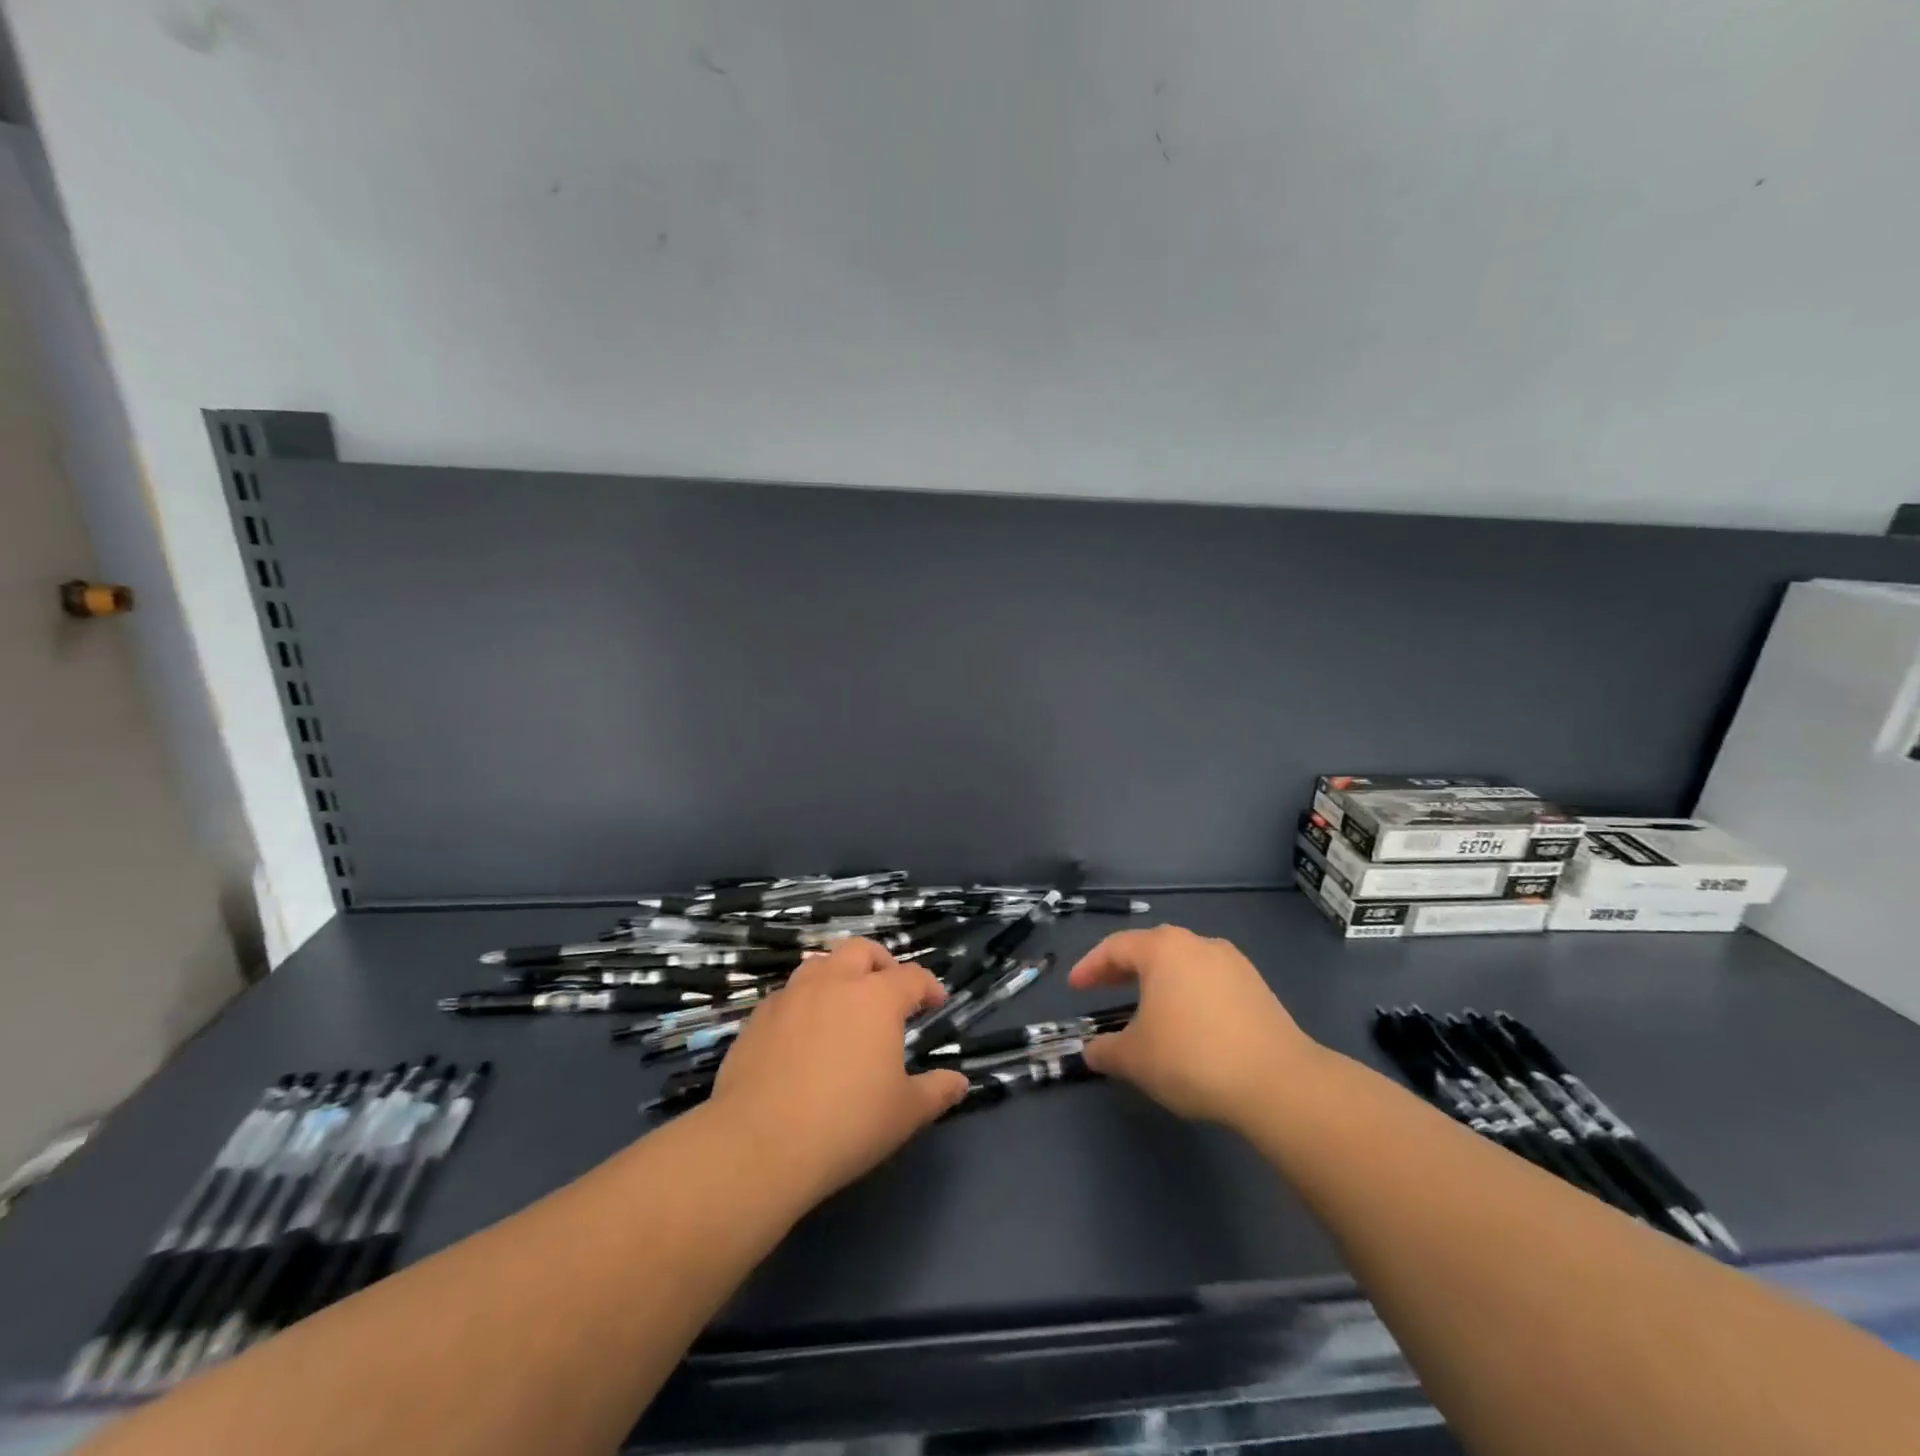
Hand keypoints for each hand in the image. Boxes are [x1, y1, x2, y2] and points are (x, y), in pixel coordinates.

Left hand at [706, 939, 968, 1205]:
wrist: (759, 1144)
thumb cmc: (847, 1124)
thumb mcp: (905, 1113)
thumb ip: (936, 1091)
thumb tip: (959, 1082)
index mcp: (876, 998)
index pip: (912, 977)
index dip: (929, 986)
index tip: (936, 1003)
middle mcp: (834, 983)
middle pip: (861, 950)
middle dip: (881, 963)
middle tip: (889, 990)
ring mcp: (791, 996)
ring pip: (819, 964)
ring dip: (838, 975)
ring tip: (844, 1005)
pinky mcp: (757, 1018)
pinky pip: (787, 996)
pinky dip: (804, 1003)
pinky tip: (803, 1035)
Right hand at [1069, 926, 1321, 1128]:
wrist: (1278, 1082)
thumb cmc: (1192, 1057)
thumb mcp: (1135, 1059)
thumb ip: (1106, 1050)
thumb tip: (1092, 1051)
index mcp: (1163, 949)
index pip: (1115, 947)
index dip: (1090, 967)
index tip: (1075, 987)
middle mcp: (1197, 944)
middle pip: (1151, 949)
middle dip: (1123, 969)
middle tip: (1103, 988)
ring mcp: (1232, 963)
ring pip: (1183, 964)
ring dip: (1159, 981)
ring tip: (1146, 1008)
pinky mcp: (1257, 988)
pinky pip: (1209, 982)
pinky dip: (1188, 994)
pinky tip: (1187, 1023)